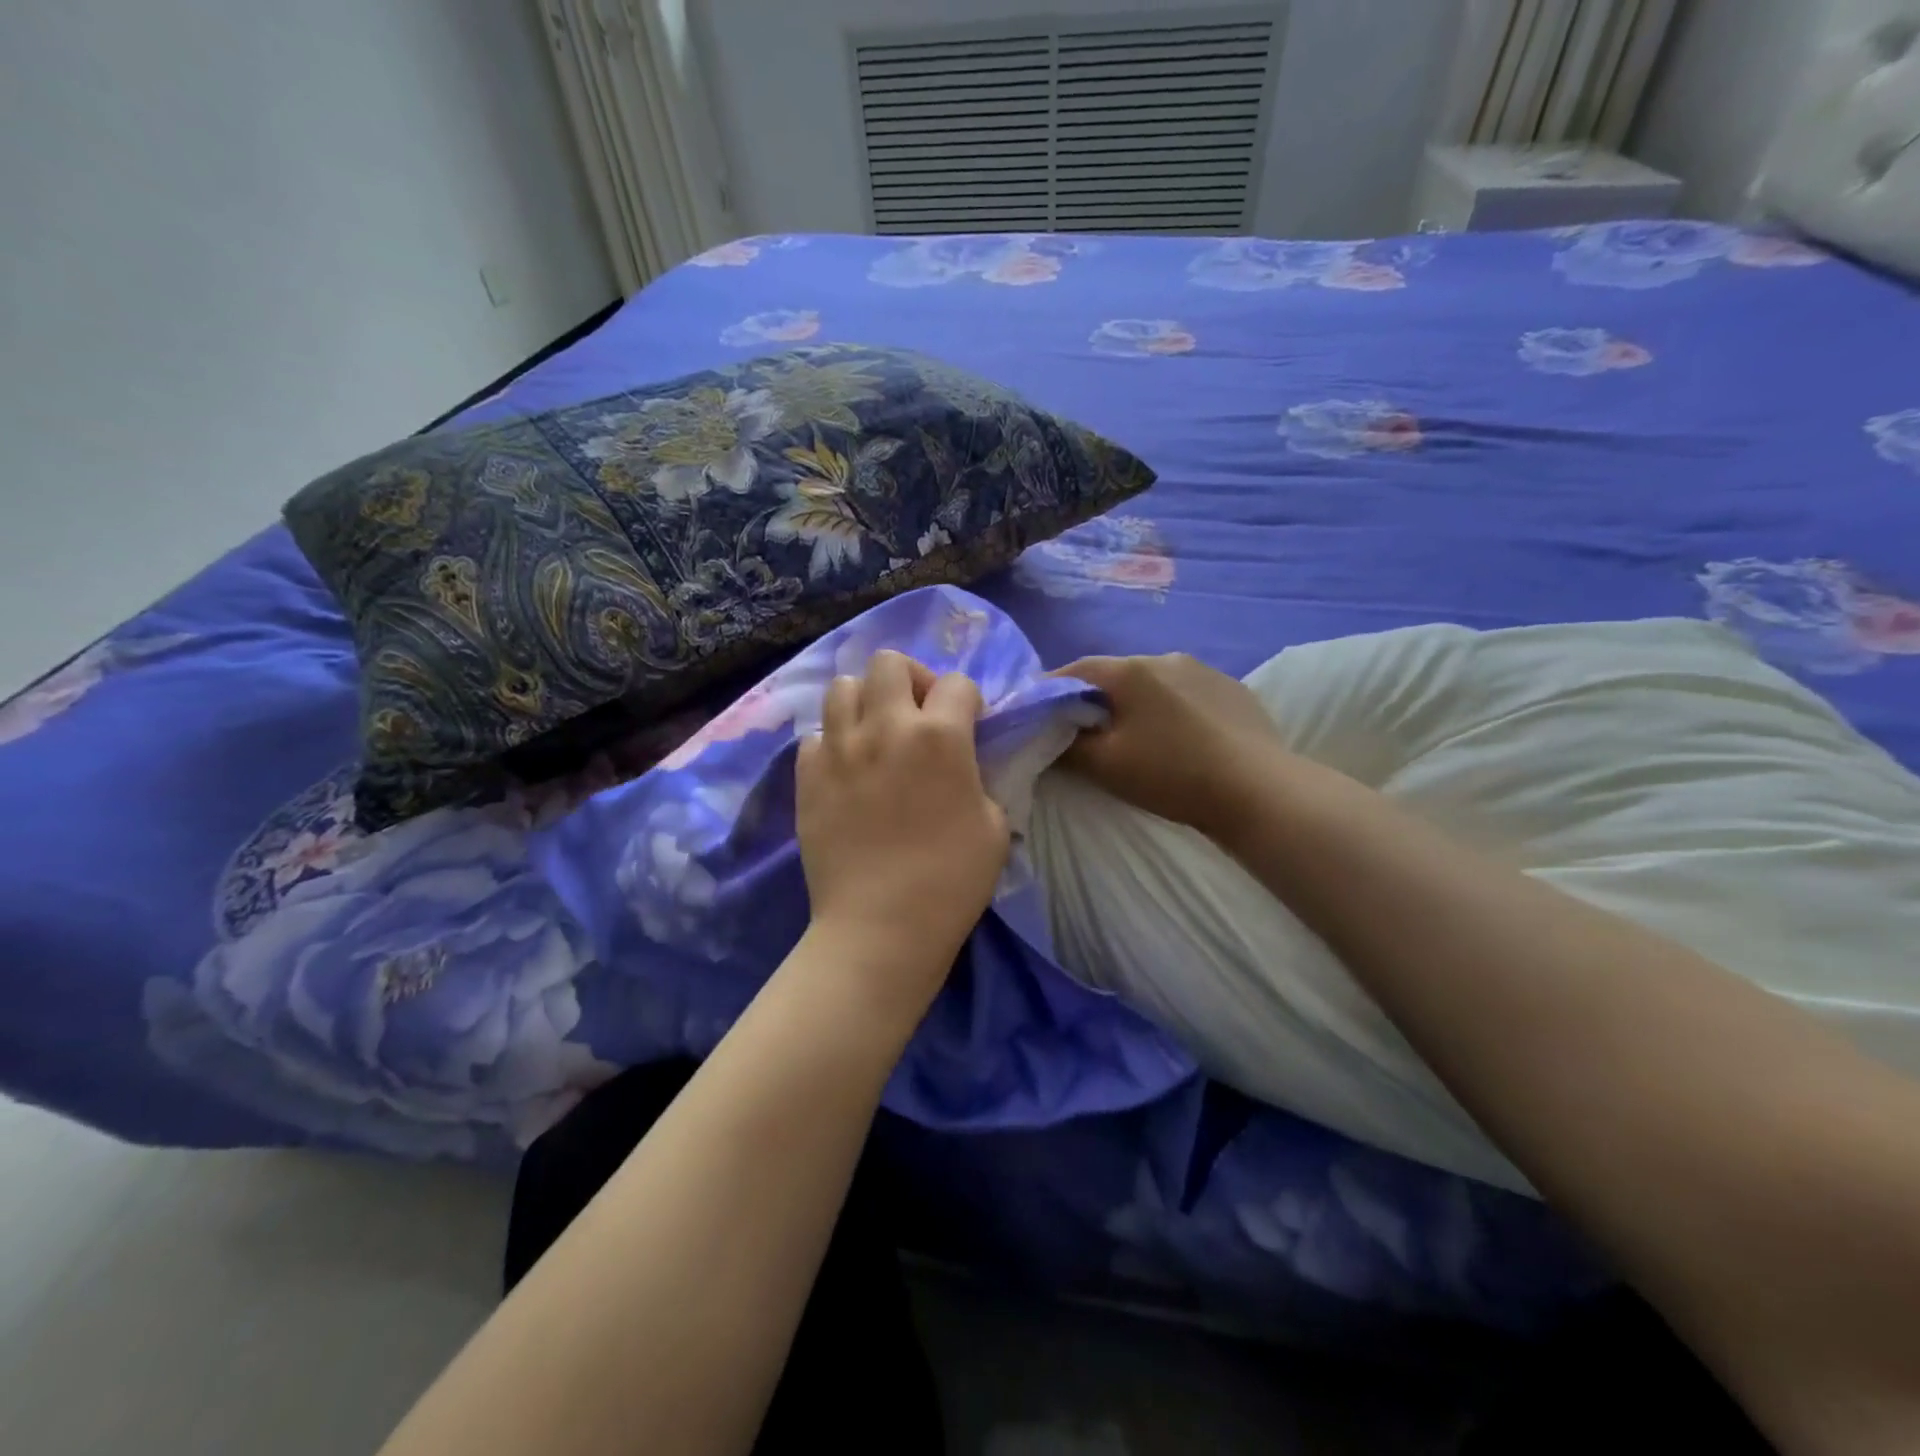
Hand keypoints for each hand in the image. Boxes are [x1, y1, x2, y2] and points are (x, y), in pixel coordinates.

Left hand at [796, 650, 1008, 1009]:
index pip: (957, 682)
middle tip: (917, 716)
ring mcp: (838, 748)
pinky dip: (833, 743)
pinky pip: (816, 736)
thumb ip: (980, 778)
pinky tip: (847, 772)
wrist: (879, 927)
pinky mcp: (806, 775)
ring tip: (876, 735)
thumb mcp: (995, 826)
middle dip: (910, 679)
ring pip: (843, 686)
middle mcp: (885, 727)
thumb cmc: (950, 881)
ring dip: (865, 702)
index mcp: (940, 736)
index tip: (970, 727)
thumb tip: (963, 764)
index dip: (969, 701)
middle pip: (888, 661)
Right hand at [1050, 653, 1288, 835]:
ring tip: (1134, 734)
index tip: (1036, 713)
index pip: (1074, 670)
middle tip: (1084, 729)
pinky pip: (1186, 693)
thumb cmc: (1171, 773)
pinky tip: (1179, 737)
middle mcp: (1166, 657)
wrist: (1258, 789)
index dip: (1050, 691)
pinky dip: (1170, 709)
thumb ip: (1067, 745)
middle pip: (1115, 675)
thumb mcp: (1105, 765)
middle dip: (1094, 698)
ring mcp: (1205, 670)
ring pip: (1153, 683)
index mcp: (1130, 670)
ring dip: (1135, 702)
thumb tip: (1048, 733)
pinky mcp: (1233, 690)